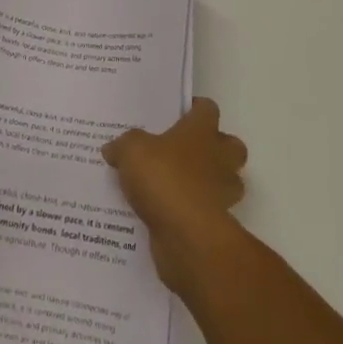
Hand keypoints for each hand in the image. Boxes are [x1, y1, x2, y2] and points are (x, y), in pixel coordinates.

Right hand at [102, 98, 247, 295]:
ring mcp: (223, 192)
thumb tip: (113, 148)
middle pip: (229, 145)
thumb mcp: (132, 151)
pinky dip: (195, 211)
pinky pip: (209, 211)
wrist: (187, 235)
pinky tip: (169, 214)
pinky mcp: (217, 223)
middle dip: (214, 147)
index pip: (208, 109)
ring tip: (177, 185)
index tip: (178, 113)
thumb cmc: (164, 178)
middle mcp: (219, 157)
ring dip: (209, 182)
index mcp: (202, 131)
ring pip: (226, 181)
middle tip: (184, 151)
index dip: (195, 108)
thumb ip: (123, 145)